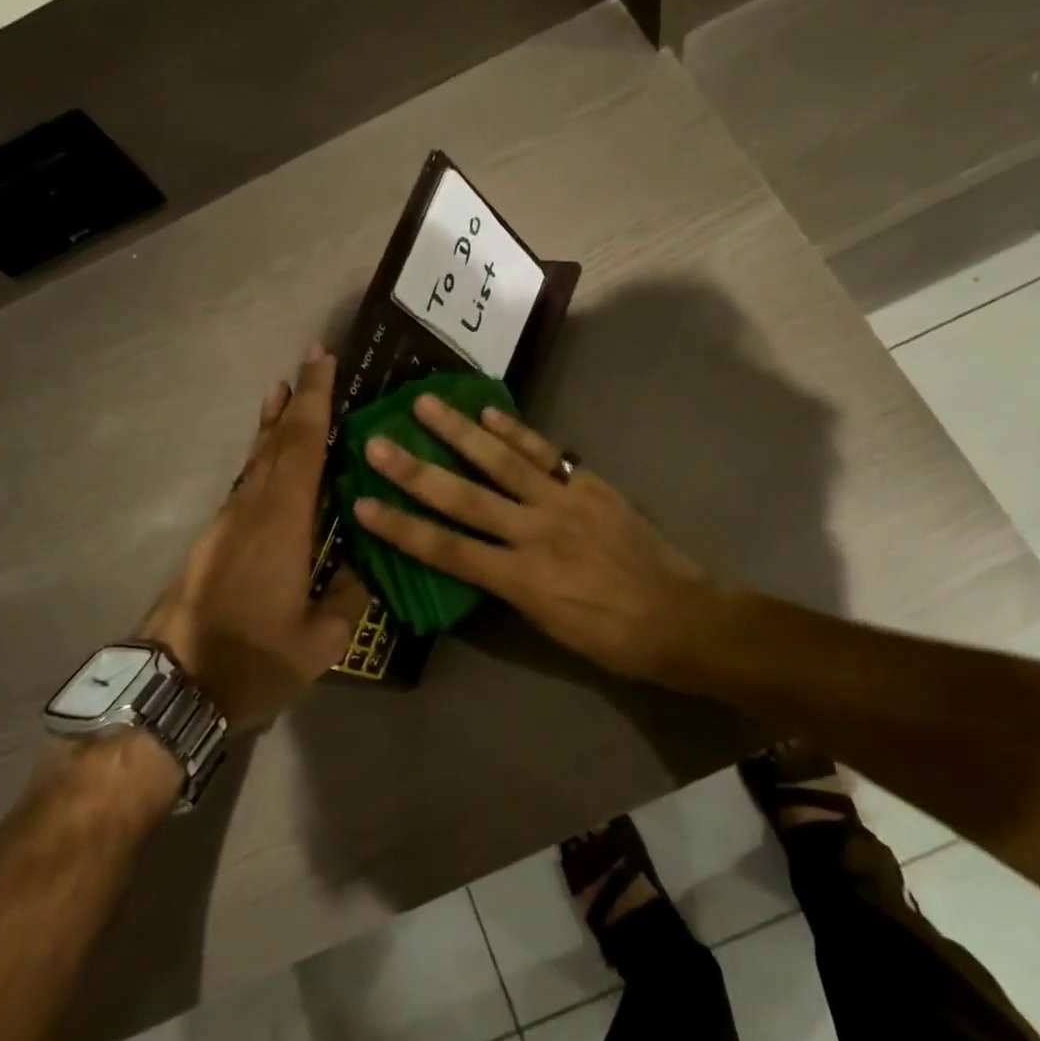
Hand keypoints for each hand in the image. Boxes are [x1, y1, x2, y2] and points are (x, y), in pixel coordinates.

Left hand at [140, 346, 364, 731]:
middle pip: (276, 442)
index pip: (303, 446)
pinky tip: (273, 463)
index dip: (315, 400)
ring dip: (274, 425)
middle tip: (313, 361)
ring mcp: (226, 523)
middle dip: (297, 399)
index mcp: (282, 524)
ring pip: (256, 460)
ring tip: (286, 394)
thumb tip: (366, 562)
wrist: (171, 690)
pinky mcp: (214, 540)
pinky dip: (264, 458)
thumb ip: (350, 596)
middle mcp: (251, 510)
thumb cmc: (251, 662)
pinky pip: (247, 483)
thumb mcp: (321, 641)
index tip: (323, 358)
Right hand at [350, 396, 722, 686]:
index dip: (401, 529)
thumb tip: (477, 557)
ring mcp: (562, 502)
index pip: (446, 550)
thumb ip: (507, 585)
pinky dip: (517, 430)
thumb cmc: (609, 637)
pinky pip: (546, 453)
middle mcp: (533, 533)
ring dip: (460, 431)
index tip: (363, 506)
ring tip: (425, 403)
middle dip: (415, 471)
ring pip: (501, 461)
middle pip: (463, 498)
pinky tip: (490, 411)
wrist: (677, 617)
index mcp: (519, 579)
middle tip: (377, 442)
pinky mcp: (588, 484)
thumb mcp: (546, 625)